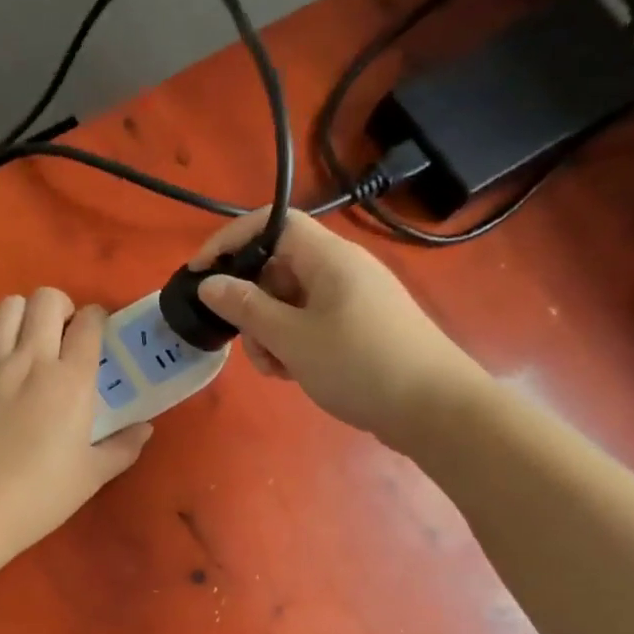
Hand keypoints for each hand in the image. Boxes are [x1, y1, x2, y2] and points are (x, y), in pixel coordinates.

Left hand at [0, 287, 151, 557]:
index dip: (96, 319)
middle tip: (60, 333)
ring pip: (6, 307)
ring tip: (22, 340)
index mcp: (71, 381)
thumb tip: (145, 429)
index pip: (90, 323)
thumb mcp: (92, 476)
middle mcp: (31, 361)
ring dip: (20, 315)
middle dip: (59, 307)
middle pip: (46, 299)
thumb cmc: (40, 497)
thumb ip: (122, 447)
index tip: (95, 334)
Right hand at [191, 207, 486, 447]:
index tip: (199, 274)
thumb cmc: (359, 365)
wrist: (434, 409)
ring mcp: (353, 299)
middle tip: (246, 344)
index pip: (271, 223)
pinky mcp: (359, 327)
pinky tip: (294, 373)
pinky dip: (293, 344)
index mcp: (328, 258)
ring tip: (276, 368)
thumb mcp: (291, 338)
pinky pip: (311, 323)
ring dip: (270, 332)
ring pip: (291, 302)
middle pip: (277, 268)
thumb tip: (209, 284)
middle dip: (251, 305)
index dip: (230, 241)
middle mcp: (341, 269)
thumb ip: (246, 308)